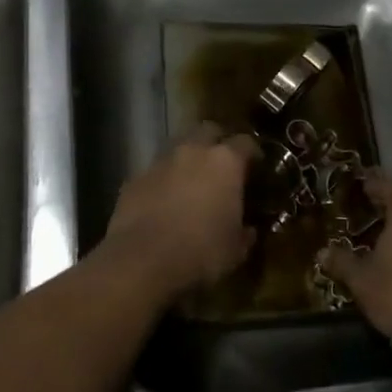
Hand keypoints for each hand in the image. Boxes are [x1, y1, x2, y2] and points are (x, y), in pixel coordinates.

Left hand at [105, 123, 257, 301]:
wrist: (143, 261)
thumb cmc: (201, 252)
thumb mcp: (235, 249)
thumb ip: (244, 233)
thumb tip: (248, 230)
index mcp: (225, 162)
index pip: (245, 142)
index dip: (252, 152)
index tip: (256, 166)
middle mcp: (193, 151)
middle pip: (209, 130)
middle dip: (217, 142)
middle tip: (222, 164)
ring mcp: (161, 161)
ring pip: (179, 146)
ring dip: (188, 158)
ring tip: (192, 181)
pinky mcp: (136, 177)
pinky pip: (156, 170)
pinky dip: (164, 179)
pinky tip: (164, 200)